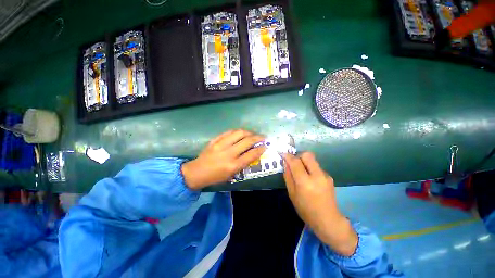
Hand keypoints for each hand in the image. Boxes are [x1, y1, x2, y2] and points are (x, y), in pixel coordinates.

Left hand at [181, 129, 265, 189]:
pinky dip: (237, 131)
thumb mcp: (232, 175)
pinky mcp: (215, 139)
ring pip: (239, 133)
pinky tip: (241, 133)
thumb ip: (243, 163)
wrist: (197, 172)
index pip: (251, 154)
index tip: (266, 146)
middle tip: (262, 137)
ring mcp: (221, 144)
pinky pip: (229, 132)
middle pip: (247, 141)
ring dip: (249, 132)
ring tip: (252, 134)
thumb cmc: (216, 177)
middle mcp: (228, 153)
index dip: (261, 149)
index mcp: (233, 165)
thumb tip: (253, 153)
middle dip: (258, 138)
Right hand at [283, 152, 357, 255]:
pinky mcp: (329, 177)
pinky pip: (316, 167)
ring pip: (312, 160)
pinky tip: (310, 179)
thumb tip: (285, 163)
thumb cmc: (305, 209)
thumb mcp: (292, 193)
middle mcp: (317, 176)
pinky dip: (310, 168)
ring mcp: (325, 175)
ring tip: (301, 173)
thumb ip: (288, 176)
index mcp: (305, 182)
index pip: (295, 162)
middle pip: (307, 155)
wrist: (328, 220)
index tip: (283, 154)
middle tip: (293, 163)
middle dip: (298, 156)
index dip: (288, 156)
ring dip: (304, 162)